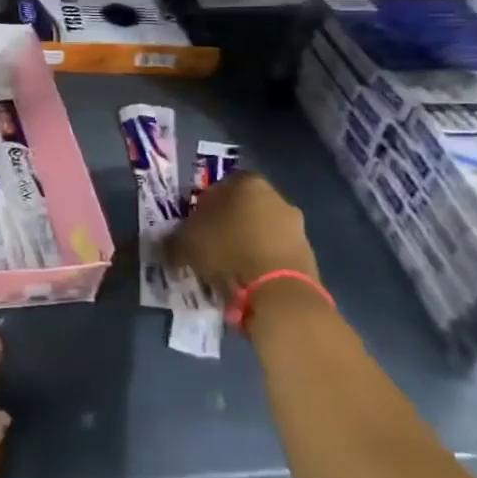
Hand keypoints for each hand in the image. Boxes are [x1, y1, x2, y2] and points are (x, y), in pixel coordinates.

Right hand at [167, 171, 319, 295]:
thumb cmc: (228, 252)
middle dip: (228, 224)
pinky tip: (248, 281)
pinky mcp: (308, 255)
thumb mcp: (186, 243)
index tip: (194, 224)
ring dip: (246, 244)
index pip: (221, 185)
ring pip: (262, 231)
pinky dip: (262, 263)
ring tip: (227, 268)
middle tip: (209, 245)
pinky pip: (276, 254)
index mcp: (248, 184)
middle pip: (245, 207)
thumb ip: (175, 238)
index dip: (205, 204)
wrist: (279, 293)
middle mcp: (277, 198)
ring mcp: (297, 227)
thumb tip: (168, 244)